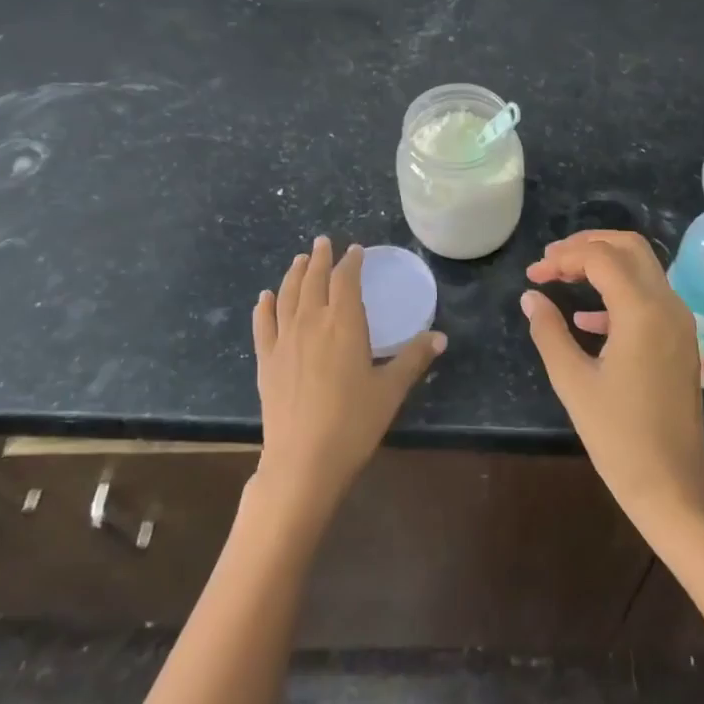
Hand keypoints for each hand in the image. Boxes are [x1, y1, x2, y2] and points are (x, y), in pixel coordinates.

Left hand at [252, 237, 443, 520]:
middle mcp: (311, 322)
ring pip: (288, 295)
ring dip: (294, 274)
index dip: (351, 262)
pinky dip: (265, 306)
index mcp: (344, 323)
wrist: (303, 461)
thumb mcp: (391, 390)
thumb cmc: (354, 423)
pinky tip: (265, 297)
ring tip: (300, 260)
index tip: (356, 250)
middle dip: (320, 258)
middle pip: (314, 280)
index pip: (346, 280)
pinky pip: (263, 324)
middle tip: (323, 242)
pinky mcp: (266, 361)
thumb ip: (414, 358)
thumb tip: (440, 337)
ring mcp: (284, 340)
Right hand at [521, 231, 703, 531]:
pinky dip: (618, 290)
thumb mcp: (573, 382)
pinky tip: (586, 318)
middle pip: (628, 246)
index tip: (533, 275)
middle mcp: (668, 305)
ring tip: (562, 277)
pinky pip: (649, 295)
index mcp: (642, 311)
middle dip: (587, 245)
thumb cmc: (618, 437)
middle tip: (551, 261)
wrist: (672, 485)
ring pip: (642, 267)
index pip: (600, 257)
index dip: (562, 258)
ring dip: (603, 263)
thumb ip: (548, 331)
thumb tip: (530, 297)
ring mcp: (680, 321)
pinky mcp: (680, 339)